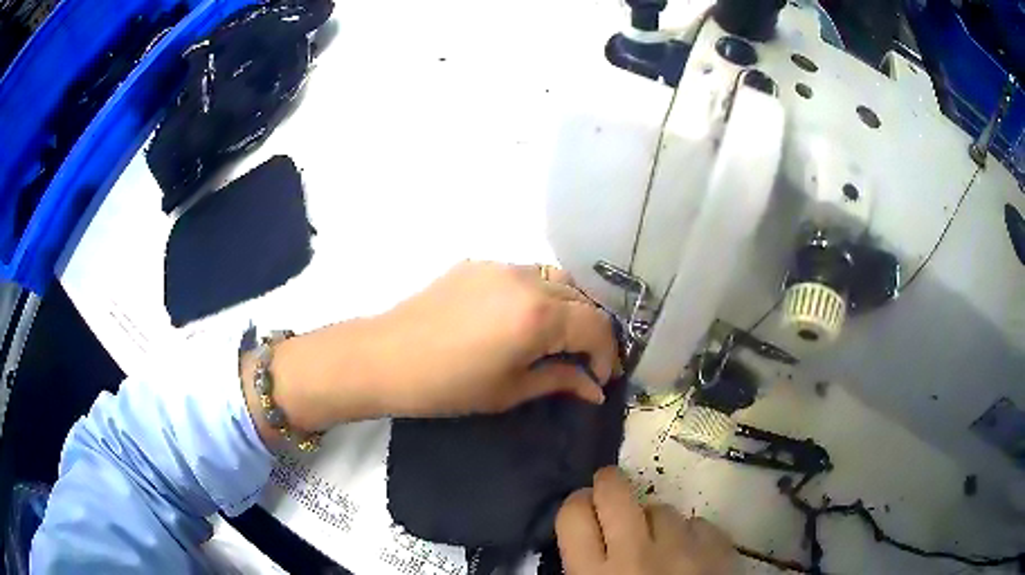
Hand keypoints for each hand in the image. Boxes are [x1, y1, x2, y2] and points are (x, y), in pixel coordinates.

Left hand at [249, 261, 619, 439]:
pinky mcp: (477, 264)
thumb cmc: (448, 386)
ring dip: (567, 306)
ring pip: (555, 279)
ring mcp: (500, 266)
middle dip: (591, 330)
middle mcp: (527, 280)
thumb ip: (559, 381)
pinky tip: (520, 318)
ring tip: (557, 336)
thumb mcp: (510, 390)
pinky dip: (537, 294)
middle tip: (583, 359)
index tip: (600, 378)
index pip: (597, 326)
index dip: (606, 355)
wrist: (385, 358)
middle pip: (581, 298)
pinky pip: (523, 274)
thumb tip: (594, 388)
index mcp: (540, 315)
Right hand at [556, 467, 735, 574]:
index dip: (577, 506)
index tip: (585, 512)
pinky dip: (692, 536)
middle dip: (609, 485)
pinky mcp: (718, 550)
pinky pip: (699, 524)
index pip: (573, 513)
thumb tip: (584, 544)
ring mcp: (682, 548)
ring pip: (661, 508)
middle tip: (611, 497)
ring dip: (656, 522)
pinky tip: (691, 556)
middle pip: (615, 490)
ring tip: (659, 545)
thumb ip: (582, 572)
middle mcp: (635, 553)